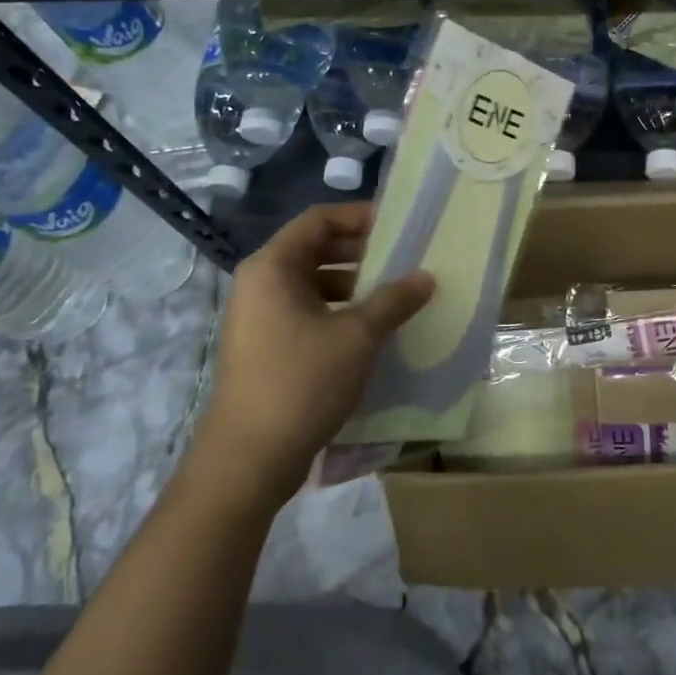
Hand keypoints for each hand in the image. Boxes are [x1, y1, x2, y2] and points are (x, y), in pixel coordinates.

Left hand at [192, 203, 433, 496]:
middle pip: (314, 249)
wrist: (249, 458)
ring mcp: (258, 317)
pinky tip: (370, 330)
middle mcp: (260, 283)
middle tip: (404, 259)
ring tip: (394, 295)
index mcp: (273, 267)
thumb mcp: (358, 337)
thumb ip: (394, 300)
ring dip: (353, 284)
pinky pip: (306, 312)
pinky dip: (338, 311)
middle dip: (361, 252)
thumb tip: (426, 277)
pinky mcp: (264, 346)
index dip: (359, 216)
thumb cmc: (302, 382)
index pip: (318, 219)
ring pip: (312, 283)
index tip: (399, 225)